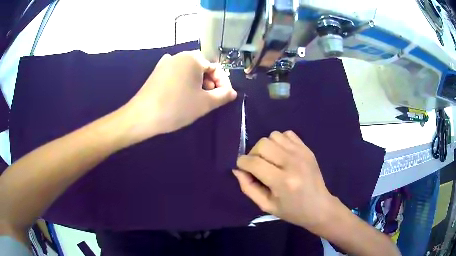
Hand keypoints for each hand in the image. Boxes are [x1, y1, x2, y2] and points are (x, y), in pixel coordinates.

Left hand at [119, 50, 236, 145]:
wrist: (143, 116)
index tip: (225, 98)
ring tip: (197, 100)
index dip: (224, 83)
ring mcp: (166, 62)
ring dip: (198, 84)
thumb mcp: (205, 103)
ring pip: (189, 71)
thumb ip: (223, 95)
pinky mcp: (157, 72)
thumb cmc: (177, 107)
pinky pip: (177, 74)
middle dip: (210, 83)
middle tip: (211, 100)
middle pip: (202, 68)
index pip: (216, 68)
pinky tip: (182, 95)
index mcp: (193, 58)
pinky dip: (184, 83)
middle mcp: (179, 55)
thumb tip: (232, 92)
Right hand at [233, 131, 335, 233]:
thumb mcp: (266, 206)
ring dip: (267, 147)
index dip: (242, 163)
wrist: (319, 206)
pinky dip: (280, 141)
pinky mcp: (307, 149)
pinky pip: (287, 134)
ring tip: (270, 160)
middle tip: (256, 166)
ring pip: (274, 135)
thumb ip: (248, 187)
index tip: (242, 168)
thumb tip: (238, 170)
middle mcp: (292, 163)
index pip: (254, 162)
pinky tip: (282, 154)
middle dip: (253, 153)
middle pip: (263, 144)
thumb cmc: (292, 211)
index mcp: (282, 181)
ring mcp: (302, 153)